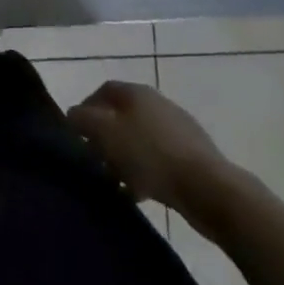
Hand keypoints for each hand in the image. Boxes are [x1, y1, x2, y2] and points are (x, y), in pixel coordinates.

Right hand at [67, 82, 249, 240]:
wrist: (209, 188)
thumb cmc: (151, 155)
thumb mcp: (105, 134)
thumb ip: (83, 120)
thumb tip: (73, 115)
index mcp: (136, 92)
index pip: (103, 90)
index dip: (86, 108)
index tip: (75, 133)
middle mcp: (156, 103)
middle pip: (121, 116)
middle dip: (104, 137)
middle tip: (93, 160)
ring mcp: (177, 129)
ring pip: (139, 139)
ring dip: (123, 158)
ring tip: (114, 183)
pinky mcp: (191, 155)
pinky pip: (158, 159)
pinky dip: (144, 172)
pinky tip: (138, 194)